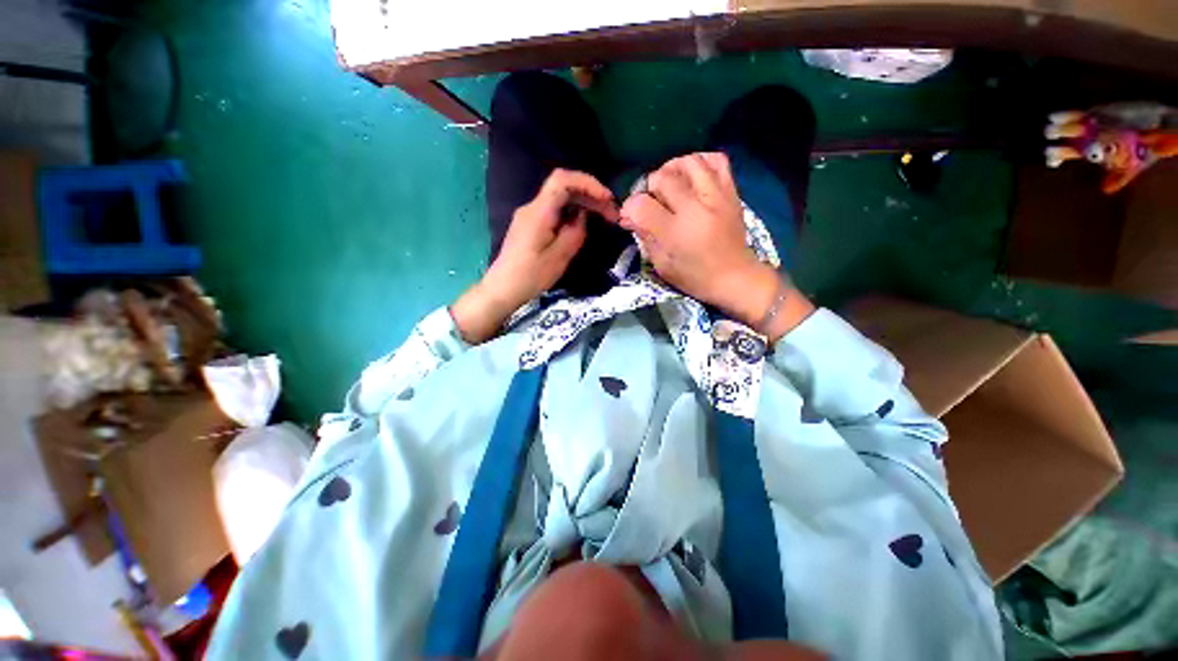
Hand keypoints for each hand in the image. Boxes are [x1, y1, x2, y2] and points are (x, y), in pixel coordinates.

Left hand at [452, 169, 618, 343]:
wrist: (503, 288)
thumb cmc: (530, 276)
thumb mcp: (559, 257)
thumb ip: (575, 232)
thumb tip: (583, 215)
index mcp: (539, 212)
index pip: (562, 180)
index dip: (588, 183)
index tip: (607, 199)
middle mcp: (532, 207)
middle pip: (563, 187)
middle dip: (590, 195)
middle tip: (612, 213)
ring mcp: (530, 215)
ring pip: (560, 198)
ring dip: (583, 203)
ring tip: (603, 217)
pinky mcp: (530, 224)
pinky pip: (554, 209)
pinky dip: (572, 212)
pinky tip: (583, 223)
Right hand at [618, 153, 812, 339]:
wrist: (734, 277)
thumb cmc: (694, 277)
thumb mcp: (662, 264)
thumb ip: (644, 237)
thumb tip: (629, 217)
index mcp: (675, 233)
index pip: (642, 205)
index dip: (630, 207)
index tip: (630, 215)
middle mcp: (696, 208)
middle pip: (663, 178)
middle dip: (649, 186)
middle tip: (650, 200)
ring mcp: (716, 196)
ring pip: (689, 162)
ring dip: (672, 169)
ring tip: (669, 183)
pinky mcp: (731, 192)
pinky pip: (716, 160)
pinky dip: (700, 161)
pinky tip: (692, 175)